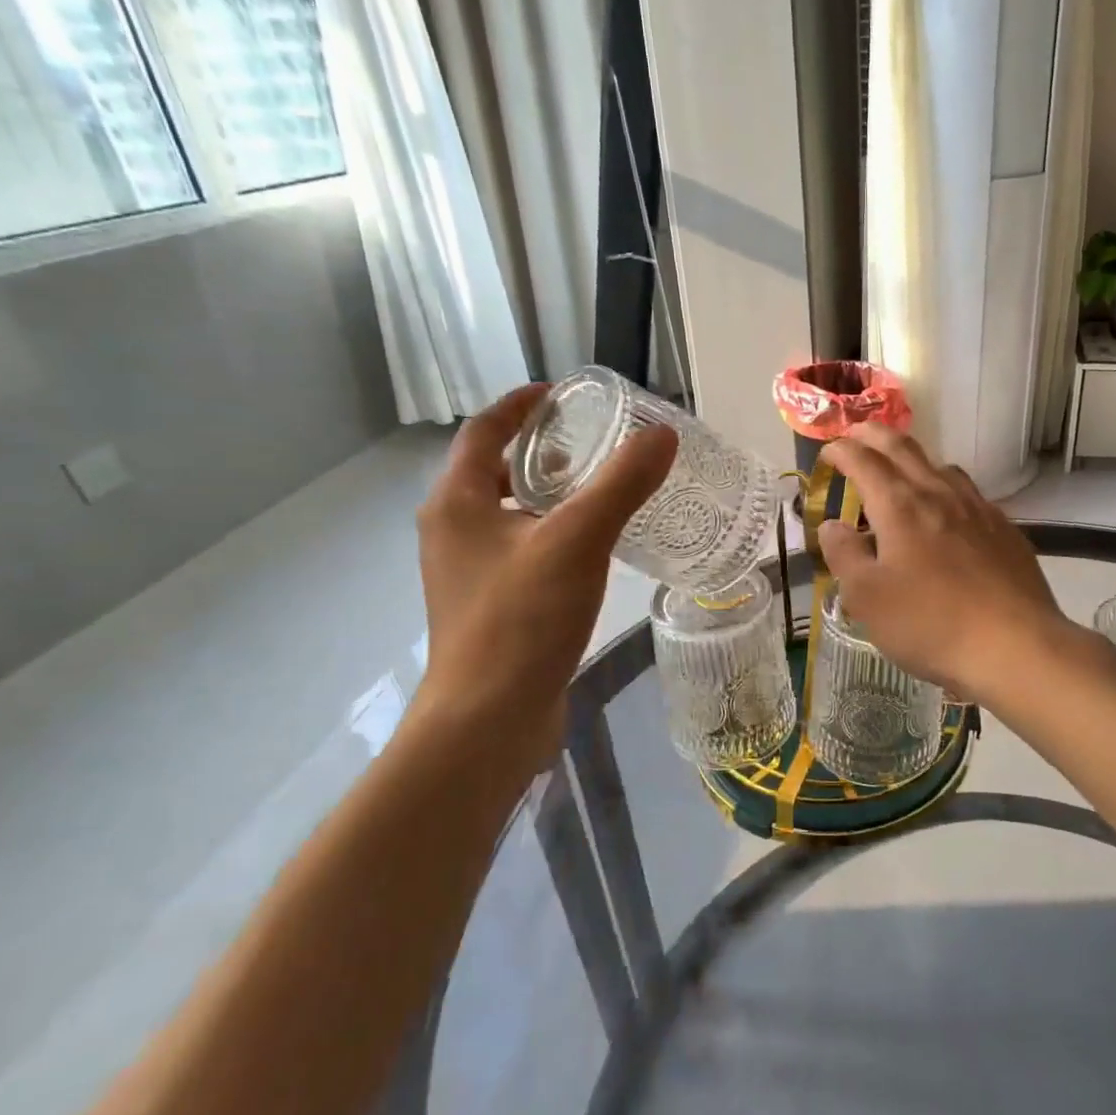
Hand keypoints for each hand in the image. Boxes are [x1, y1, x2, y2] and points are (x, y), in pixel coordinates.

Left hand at [414, 384, 676, 732]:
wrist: (488, 720)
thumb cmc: (521, 620)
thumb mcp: (577, 541)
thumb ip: (621, 484)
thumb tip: (662, 434)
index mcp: (456, 503)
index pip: (484, 432)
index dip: (520, 406)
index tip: (562, 393)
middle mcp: (453, 532)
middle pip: (495, 472)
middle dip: (542, 452)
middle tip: (596, 444)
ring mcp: (469, 573)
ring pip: (511, 515)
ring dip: (551, 496)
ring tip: (603, 492)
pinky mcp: (492, 607)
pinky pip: (524, 551)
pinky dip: (555, 536)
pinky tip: (596, 551)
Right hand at [819, 425, 1070, 707]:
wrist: (1015, 646)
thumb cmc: (929, 623)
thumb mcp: (867, 597)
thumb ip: (844, 555)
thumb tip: (834, 525)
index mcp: (900, 506)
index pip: (864, 461)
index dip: (841, 450)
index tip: (828, 451)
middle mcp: (939, 494)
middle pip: (904, 448)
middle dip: (875, 435)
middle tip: (857, 433)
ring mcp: (978, 509)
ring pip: (941, 467)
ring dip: (914, 460)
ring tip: (902, 472)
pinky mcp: (1005, 530)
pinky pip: (969, 495)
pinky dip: (946, 489)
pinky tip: (949, 514)